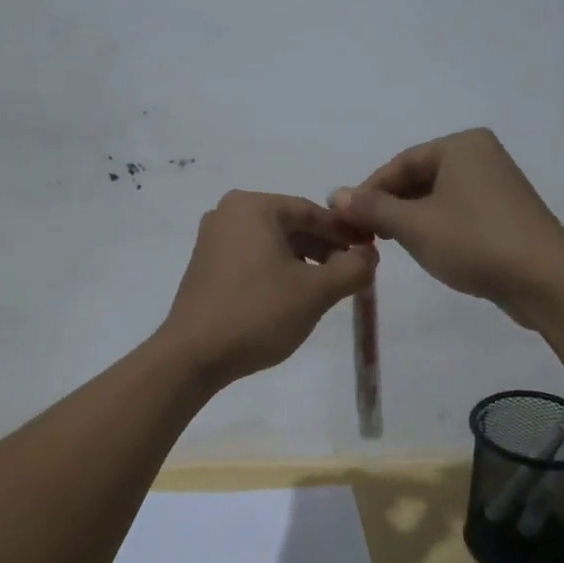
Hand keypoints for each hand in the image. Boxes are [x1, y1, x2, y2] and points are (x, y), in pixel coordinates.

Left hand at [158, 191, 377, 386]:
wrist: (192, 356)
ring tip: (328, 288)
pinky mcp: (206, 264)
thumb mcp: (315, 291)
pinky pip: (253, 256)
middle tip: (353, 273)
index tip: (371, 254)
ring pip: (273, 242)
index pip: (312, 212)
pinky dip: (278, 269)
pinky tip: (294, 294)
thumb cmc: (257, 313)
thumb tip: (369, 255)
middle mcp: (228, 212)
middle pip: (292, 225)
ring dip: (304, 261)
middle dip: (325, 248)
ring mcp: (213, 238)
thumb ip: (352, 268)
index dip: (346, 233)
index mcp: (253, 206)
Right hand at [332, 129, 563, 329]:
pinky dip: (436, 225)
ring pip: (438, 196)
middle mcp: (481, 155)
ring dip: (411, 218)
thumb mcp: (415, 225)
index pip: (400, 163)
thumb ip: (372, 208)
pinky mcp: (506, 212)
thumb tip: (334, 194)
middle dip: (390, 206)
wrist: (547, 280)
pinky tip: (426, 248)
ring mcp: (498, 184)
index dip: (369, 192)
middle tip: (365, 235)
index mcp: (461, 145)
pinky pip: (459, 210)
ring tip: (390, 245)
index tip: (346, 221)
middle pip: (419, 177)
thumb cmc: (475, 241)